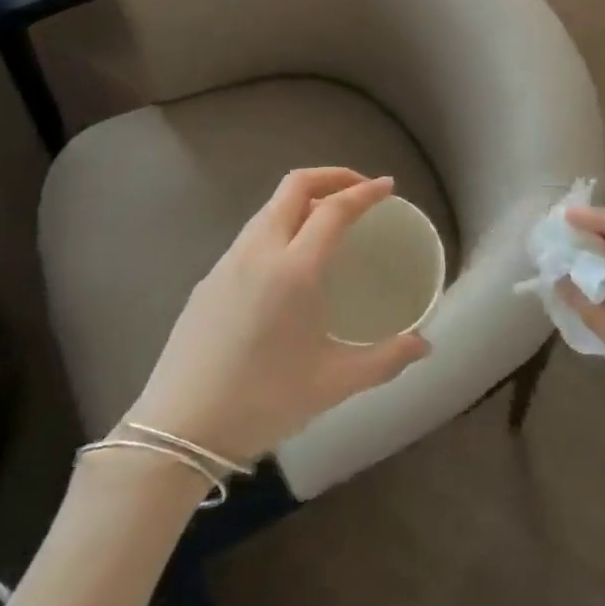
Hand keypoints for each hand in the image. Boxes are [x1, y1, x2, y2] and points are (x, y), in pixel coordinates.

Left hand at [123, 168, 429, 465]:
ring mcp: (228, 262)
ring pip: (269, 208)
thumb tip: (424, 344)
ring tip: (327, 222)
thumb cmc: (264, 401)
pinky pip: (251, 234)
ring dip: (302, 199)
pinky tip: (288, 261)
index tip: (387, 187)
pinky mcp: (208, 279)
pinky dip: (279, 225)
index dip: (365, 192)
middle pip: (295, 187)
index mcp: (295, 269)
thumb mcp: (334, 384)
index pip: (334, 209)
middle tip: (359, 190)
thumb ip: (386, 360)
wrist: (179, 429)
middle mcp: (259, 251)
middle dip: (332, 177)